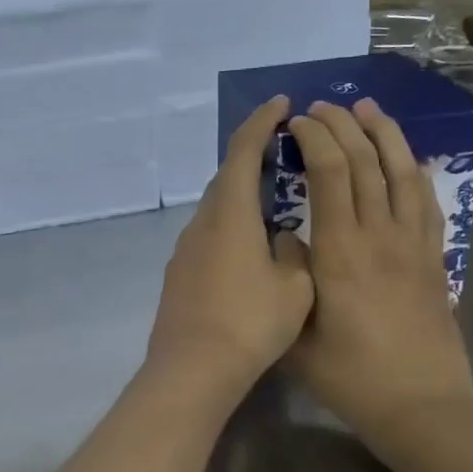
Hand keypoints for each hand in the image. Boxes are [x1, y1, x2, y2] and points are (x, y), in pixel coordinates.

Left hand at [146, 96, 313, 407]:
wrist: (192, 369)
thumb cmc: (250, 324)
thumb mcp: (294, 287)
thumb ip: (294, 253)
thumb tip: (284, 241)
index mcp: (230, 214)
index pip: (243, 151)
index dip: (262, 122)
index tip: (282, 103)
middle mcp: (201, 223)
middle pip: (225, 177)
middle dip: (252, 157)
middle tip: (284, 153)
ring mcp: (185, 249)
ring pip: (216, 209)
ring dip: (241, 196)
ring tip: (273, 203)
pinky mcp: (178, 275)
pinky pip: (208, 236)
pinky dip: (231, 227)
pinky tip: (249, 251)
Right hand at [286, 99, 472, 441]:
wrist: (420, 406)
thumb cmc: (351, 378)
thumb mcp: (298, 335)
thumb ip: (289, 281)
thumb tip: (288, 240)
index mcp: (340, 253)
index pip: (331, 175)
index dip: (315, 139)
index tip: (297, 121)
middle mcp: (380, 237)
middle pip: (366, 163)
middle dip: (343, 125)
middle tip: (323, 106)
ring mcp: (414, 246)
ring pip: (402, 172)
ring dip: (384, 134)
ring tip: (367, 108)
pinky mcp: (435, 259)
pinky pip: (427, 202)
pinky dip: (414, 170)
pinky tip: (405, 157)